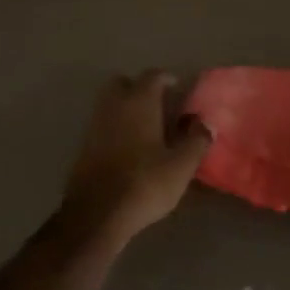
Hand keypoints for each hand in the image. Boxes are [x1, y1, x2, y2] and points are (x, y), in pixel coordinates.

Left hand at [59, 71, 212, 244]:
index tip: (178, 88)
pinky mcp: (84, 145)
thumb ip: (196, 141)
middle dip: (140, 88)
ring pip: (110, 103)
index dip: (167, 79)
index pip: (153, 76)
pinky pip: (103, 124)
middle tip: (159, 105)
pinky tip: (130, 147)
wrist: (97, 213)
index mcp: (139, 102)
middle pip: (123, 83)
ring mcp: (95, 124)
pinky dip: (116, 127)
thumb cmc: (145, 183)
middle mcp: (114, 105)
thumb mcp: (181, 166)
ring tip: (147, 128)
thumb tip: (205, 124)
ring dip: (126, 108)